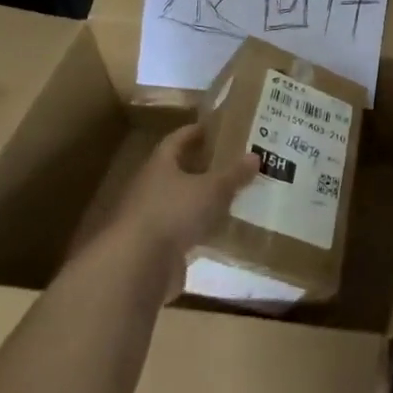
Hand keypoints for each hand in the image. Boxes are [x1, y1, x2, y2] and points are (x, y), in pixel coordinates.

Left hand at [98, 124, 257, 291]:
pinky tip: (221, 228)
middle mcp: (151, 188)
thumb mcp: (212, 189)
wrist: (137, 265)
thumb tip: (255, 156)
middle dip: (202, 166)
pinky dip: (200, 227)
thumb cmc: (173, 213)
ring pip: (181, 201)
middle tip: (231, 161)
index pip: (176, 140)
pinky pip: (182, 229)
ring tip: (232, 194)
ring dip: (202, 199)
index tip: (214, 127)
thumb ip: (233, 174)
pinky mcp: (157, 246)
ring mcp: (151, 218)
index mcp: (160, 166)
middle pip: (177, 171)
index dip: (194, 132)